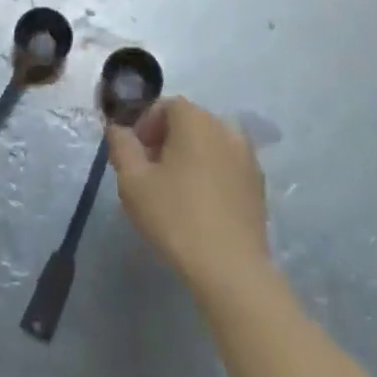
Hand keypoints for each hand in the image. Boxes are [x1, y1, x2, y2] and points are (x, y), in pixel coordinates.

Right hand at [108, 97, 270, 288]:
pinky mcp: (259, 184)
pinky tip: (200, 205)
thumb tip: (117, 128)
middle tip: (148, 174)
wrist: (232, 270)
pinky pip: (226, 165)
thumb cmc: (176, 217)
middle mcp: (225, 127)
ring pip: (208, 144)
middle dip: (164, 140)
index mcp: (195, 119)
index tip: (134, 156)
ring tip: (174, 191)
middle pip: (188, 122)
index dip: (144, 126)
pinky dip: (210, 174)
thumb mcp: (133, 181)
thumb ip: (121, 145)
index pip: (164, 106)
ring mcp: (247, 156)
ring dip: (188, 157)